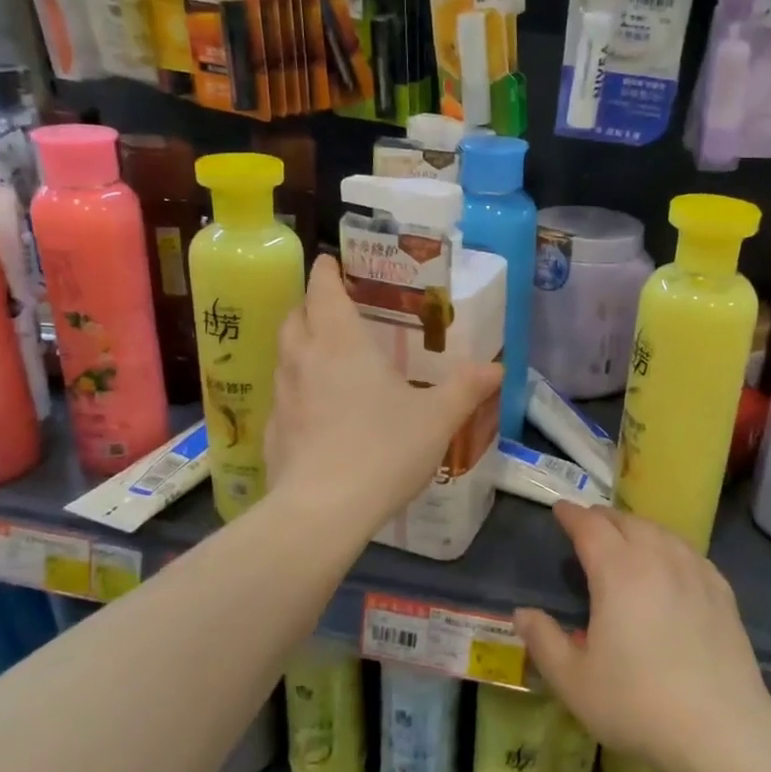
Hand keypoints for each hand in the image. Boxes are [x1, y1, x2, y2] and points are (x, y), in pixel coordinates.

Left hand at [265, 255, 500, 530]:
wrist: (324, 510)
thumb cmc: (384, 449)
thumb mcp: (437, 418)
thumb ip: (465, 389)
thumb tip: (496, 367)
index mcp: (341, 343)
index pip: (323, 290)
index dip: (326, 272)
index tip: (330, 261)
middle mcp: (304, 360)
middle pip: (295, 317)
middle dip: (310, 306)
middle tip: (332, 308)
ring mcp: (283, 396)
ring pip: (284, 355)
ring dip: (300, 345)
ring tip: (324, 355)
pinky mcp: (273, 432)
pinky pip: (282, 396)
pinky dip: (296, 389)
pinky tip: (316, 411)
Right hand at [514, 504, 770, 771]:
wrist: (721, 731)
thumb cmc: (637, 704)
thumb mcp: (574, 681)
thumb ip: (543, 641)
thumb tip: (521, 613)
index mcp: (617, 571)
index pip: (590, 527)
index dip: (571, 515)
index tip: (559, 509)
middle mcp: (657, 559)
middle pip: (627, 522)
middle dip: (603, 518)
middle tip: (587, 525)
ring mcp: (695, 573)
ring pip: (661, 533)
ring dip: (637, 529)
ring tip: (626, 540)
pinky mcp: (722, 592)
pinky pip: (690, 553)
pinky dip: (669, 547)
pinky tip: (671, 563)